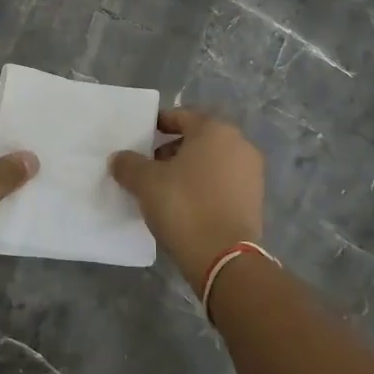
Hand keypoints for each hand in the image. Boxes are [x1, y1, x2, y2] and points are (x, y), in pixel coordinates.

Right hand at [110, 108, 263, 283]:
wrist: (223, 257)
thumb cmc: (183, 206)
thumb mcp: (146, 182)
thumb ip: (129, 164)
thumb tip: (119, 158)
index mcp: (215, 130)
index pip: (181, 116)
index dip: (158, 125)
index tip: (140, 138)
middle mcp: (239, 145)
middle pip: (198, 139)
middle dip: (172, 150)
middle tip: (149, 166)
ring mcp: (251, 173)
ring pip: (212, 162)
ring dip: (188, 170)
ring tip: (163, 188)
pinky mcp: (254, 200)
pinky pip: (222, 183)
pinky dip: (204, 187)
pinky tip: (184, 205)